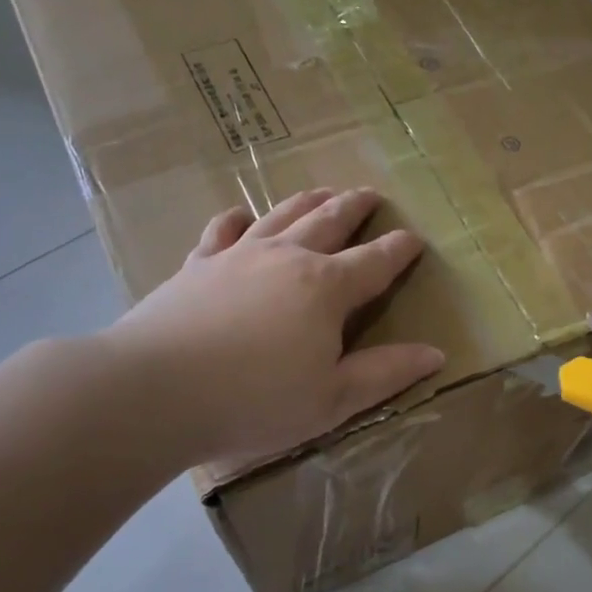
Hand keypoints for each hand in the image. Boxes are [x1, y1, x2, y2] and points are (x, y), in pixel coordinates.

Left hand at [99, 188, 443, 469]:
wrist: (155, 390)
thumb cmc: (256, 400)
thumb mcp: (333, 399)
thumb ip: (386, 373)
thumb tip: (436, 354)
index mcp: (327, 289)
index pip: (375, 262)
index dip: (400, 249)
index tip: (415, 239)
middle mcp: (287, 258)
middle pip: (329, 221)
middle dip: (355, 207)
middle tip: (371, 194)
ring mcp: (238, 255)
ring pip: (282, 215)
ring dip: (307, 201)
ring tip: (323, 191)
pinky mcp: (197, 265)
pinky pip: (223, 230)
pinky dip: (238, 218)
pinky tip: (242, 215)